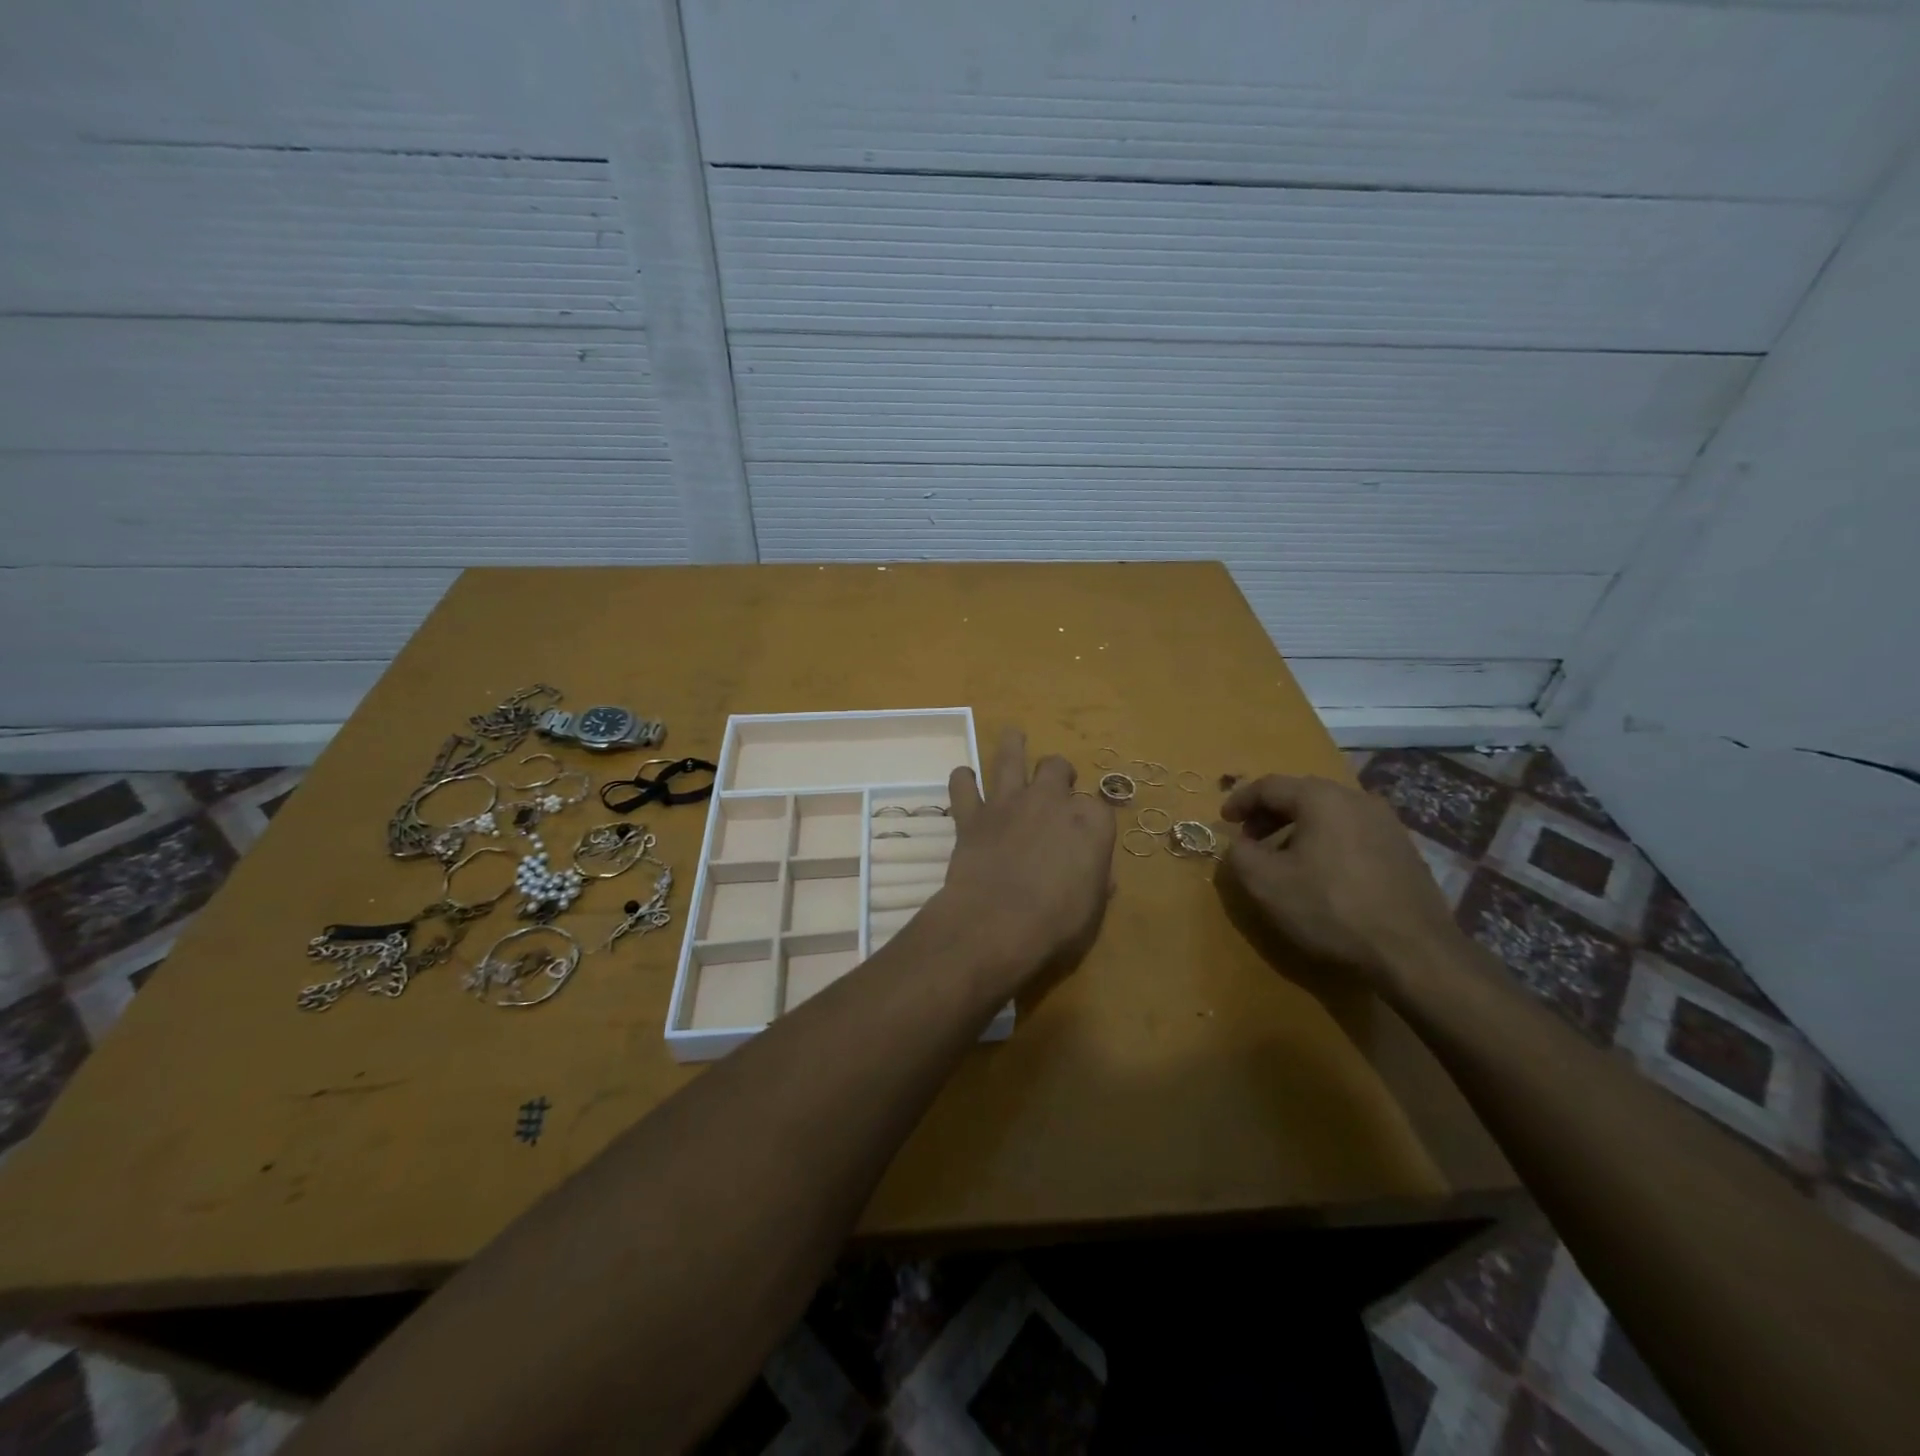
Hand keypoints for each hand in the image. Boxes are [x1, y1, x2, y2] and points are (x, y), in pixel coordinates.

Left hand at [935, 727, 1115, 985]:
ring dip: (1011, 744)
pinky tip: (964, 780)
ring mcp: (1009, 802)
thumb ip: (1096, 882)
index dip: (1089, 818)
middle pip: (1056, 767)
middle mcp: (1050, 800)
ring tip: (1013, 736)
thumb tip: (1100, 877)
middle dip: (1058, 772)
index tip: (1085, 833)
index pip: (1097, 806)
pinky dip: (962, 781)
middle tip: (1053, 783)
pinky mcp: (972, 814)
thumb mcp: (1092, 908)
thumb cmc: (1055, 922)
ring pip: (1009, 756)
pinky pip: (962, 785)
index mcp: (1090, 822)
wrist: (996, 922)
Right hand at [1216, 774, 1459, 991]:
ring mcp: (1387, 823)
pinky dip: (1327, 841)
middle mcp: (1357, 799)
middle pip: (1302, 794)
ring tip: (1284, 858)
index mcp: (1321, 798)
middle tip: (1251, 839)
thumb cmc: (1330, 908)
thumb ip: (1239, 854)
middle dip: (1270, 814)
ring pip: (1330, 814)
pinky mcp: (1404, 850)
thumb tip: (1238, 843)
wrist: (1413, 952)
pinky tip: (1323, 873)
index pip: (1269, 785)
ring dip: (1299, 828)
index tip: (1224, 821)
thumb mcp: (1266, 883)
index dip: (1240, 801)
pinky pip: (1353, 832)